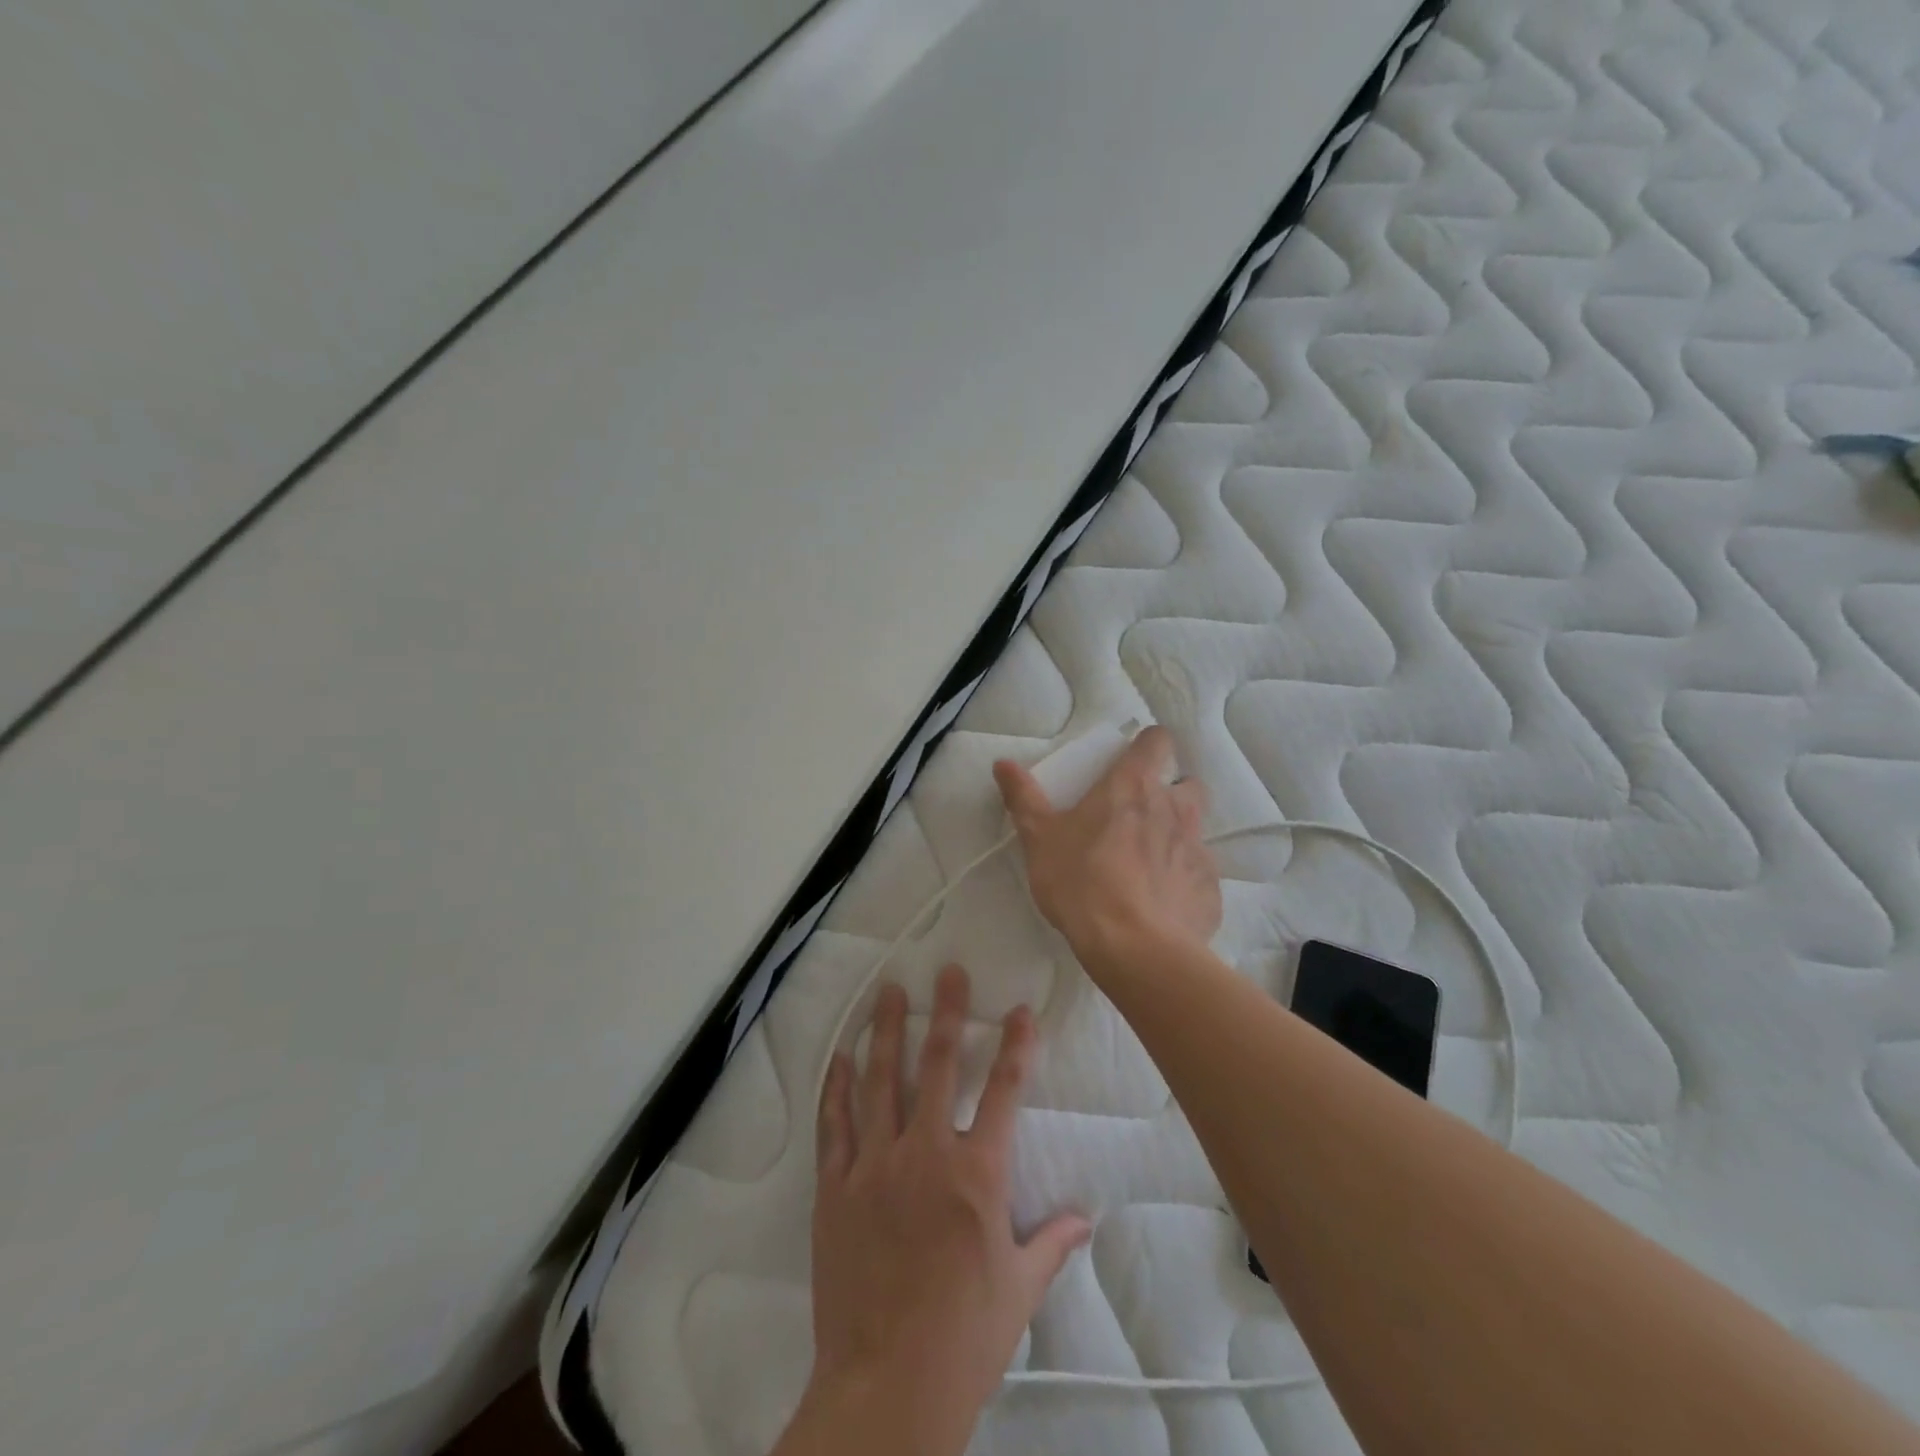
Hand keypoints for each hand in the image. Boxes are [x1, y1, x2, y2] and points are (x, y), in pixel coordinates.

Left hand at [784, 966, 1090, 1455]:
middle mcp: (924, 1154)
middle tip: (947, 972)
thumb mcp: (1019, 1289)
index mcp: (976, 1174)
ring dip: (885, 1032)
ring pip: (880, 1081)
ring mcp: (874, 1166)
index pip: (1004, 1091)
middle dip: (945, 1013)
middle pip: (936, 1066)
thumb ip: (1052, 1243)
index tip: (1021, 1010)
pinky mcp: (836, 1189)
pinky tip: (840, 1056)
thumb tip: (1086, 1219)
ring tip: (888, 992)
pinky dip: (837, 1087)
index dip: (1016, 1045)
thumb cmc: (964, 1336)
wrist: (887, 1386)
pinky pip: (834, 1125)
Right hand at [994, 725, 1221, 973]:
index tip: (1131, 764)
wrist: (1134, 948)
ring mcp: (1199, 849)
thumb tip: (1003, 763)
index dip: (1148, 746)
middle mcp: (1175, 809)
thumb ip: (1023, 798)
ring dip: (1175, 837)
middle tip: (1138, 818)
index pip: (1158, 740)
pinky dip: (1182, 882)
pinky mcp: (1210, 890)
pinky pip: (1198, 875)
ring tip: (1147, 865)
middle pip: (1187, 784)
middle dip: (1170, 794)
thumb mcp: (1040, 839)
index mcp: (1134, 786)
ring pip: (1195, 830)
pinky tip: (1160, 904)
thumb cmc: (1082, 882)